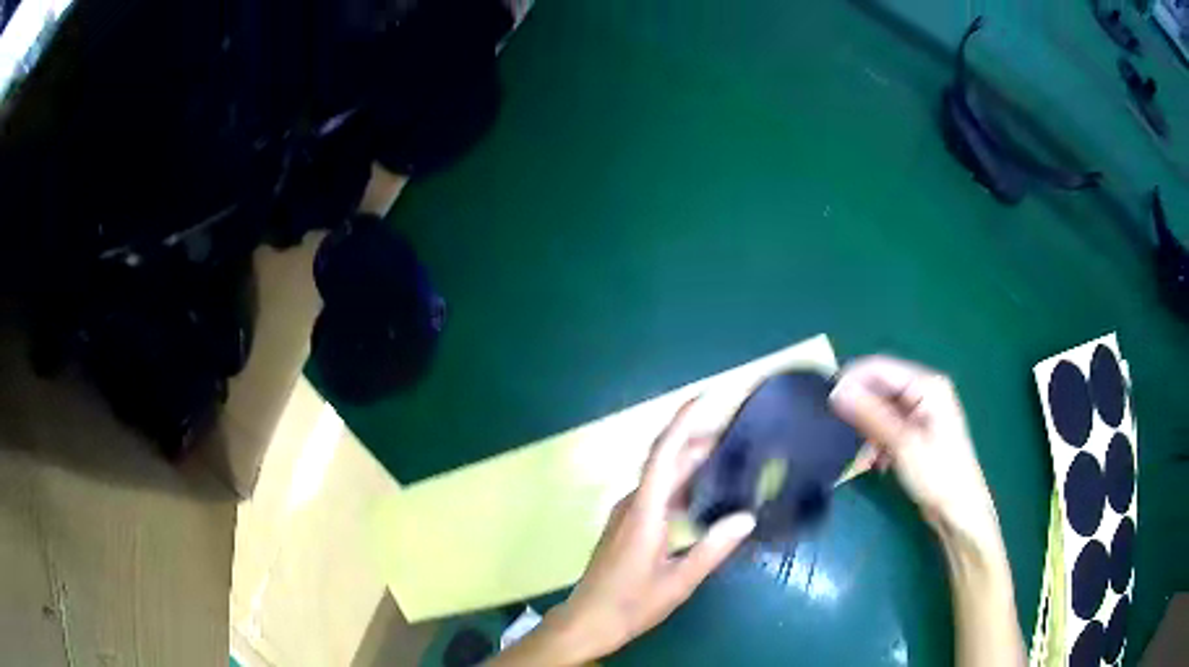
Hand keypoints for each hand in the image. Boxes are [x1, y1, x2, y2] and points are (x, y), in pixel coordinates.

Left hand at [529, 401, 755, 663]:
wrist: (588, 621)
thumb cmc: (630, 604)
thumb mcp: (679, 581)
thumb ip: (713, 549)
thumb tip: (747, 517)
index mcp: (644, 511)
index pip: (664, 452)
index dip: (684, 420)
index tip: (707, 396)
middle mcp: (633, 503)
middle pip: (666, 460)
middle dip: (699, 440)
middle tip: (739, 434)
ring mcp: (627, 513)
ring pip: (662, 476)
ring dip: (691, 463)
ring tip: (730, 460)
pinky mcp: (627, 524)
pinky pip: (657, 492)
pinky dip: (682, 484)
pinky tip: (705, 496)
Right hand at [829, 356, 1000, 547]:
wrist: (959, 511)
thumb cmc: (937, 474)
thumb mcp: (902, 444)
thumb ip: (870, 414)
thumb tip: (837, 391)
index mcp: (927, 385)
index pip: (880, 368)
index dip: (851, 380)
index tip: (825, 402)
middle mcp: (925, 392)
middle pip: (881, 389)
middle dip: (860, 410)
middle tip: (837, 432)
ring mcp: (922, 413)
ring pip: (882, 410)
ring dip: (867, 431)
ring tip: (860, 458)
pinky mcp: (917, 432)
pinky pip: (888, 427)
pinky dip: (877, 442)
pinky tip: (874, 464)